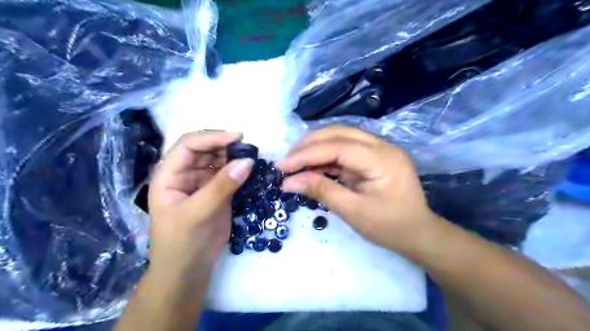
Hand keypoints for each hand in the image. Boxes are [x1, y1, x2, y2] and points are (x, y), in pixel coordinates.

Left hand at [148, 134, 253, 277]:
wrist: (189, 270)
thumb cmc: (183, 242)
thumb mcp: (199, 213)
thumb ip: (222, 186)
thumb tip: (248, 161)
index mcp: (169, 175)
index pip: (189, 145)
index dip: (212, 137)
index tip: (238, 137)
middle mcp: (184, 175)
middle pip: (204, 149)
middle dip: (225, 145)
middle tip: (249, 147)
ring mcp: (201, 184)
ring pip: (218, 161)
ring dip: (234, 157)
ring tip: (252, 157)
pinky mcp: (216, 193)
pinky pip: (228, 175)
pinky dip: (239, 170)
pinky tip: (250, 170)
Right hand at [280, 126, 440, 253]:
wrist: (418, 233)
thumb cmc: (390, 227)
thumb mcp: (353, 212)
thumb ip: (322, 191)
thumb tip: (288, 182)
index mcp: (382, 158)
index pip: (338, 147)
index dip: (307, 154)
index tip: (282, 166)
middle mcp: (382, 145)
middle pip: (338, 134)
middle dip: (308, 145)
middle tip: (285, 162)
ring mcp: (378, 149)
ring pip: (339, 138)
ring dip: (314, 148)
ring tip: (293, 163)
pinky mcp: (372, 156)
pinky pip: (344, 150)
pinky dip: (325, 157)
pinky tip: (310, 167)